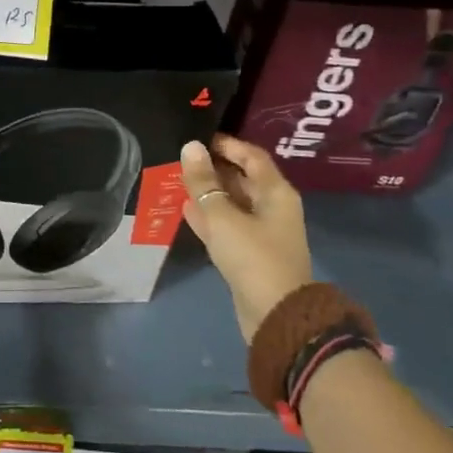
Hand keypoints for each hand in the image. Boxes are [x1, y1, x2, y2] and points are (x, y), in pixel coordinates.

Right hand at [180, 135, 312, 343]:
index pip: (252, 156)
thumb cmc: (252, 256)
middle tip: (181, 158)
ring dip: (208, 193)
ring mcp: (262, 232)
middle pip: (242, 179)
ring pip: (232, 203)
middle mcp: (272, 208)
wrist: (274, 315)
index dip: (227, 145)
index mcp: (275, 193)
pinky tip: (185, 209)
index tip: (198, 137)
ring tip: (177, 180)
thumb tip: (190, 147)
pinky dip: (209, 215)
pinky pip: (227, 225)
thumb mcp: (222, 215)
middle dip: (213, 168)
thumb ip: (203, 182)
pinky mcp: (249, 253)